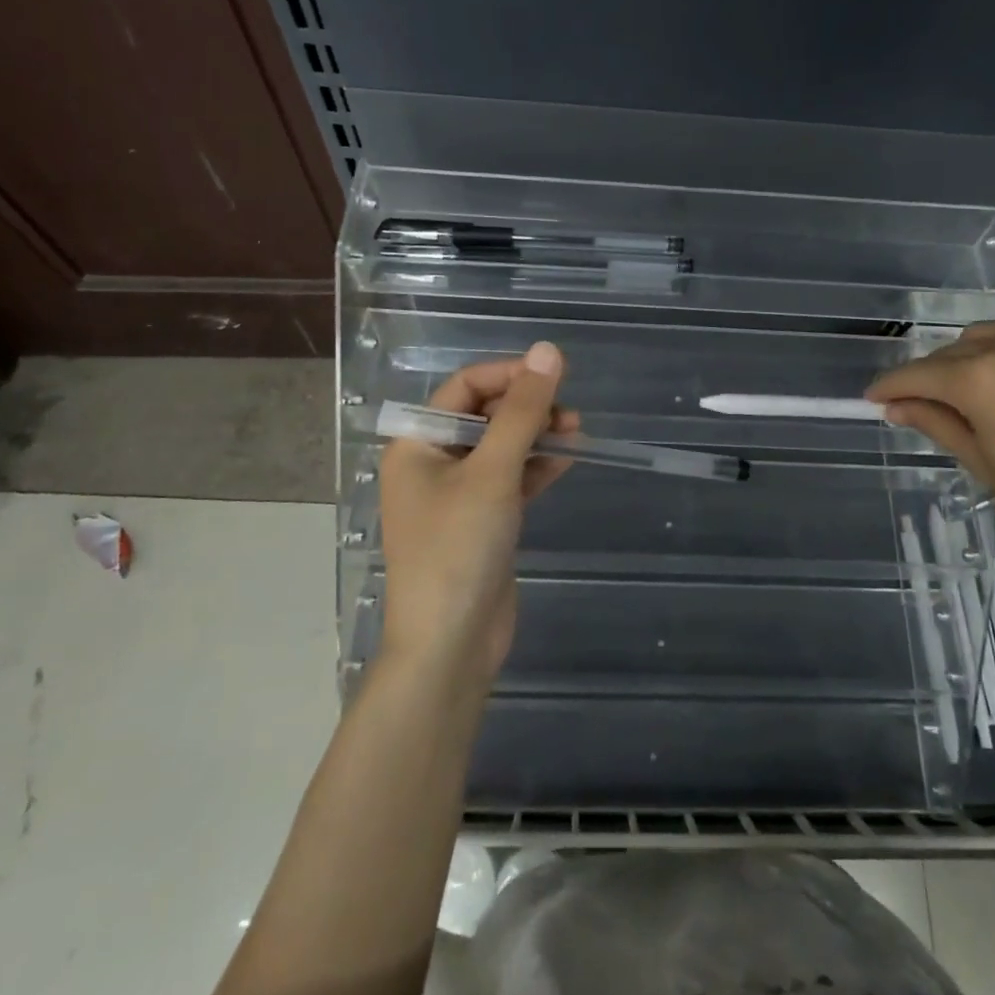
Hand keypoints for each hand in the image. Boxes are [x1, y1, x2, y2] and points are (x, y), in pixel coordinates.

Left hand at [378, 342, 576, 686]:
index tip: (553, 376)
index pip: (464, 388)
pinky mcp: (481, 523)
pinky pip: (510, 480)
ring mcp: (457, 496)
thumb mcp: (493, 472)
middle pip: (483, 416)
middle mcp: (433, 464)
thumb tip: (547, 351)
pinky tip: (566, 459)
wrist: (450, 644)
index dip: (509, 376)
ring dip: (536, 436)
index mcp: (418, 444)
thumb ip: (522, 411)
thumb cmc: (458, 548)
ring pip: (501, 448)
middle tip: (570, 414)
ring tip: (577, 433)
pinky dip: (536, 467)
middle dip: (527, 408)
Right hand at [866, 314, 994, 575]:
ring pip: (992, 333)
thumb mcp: (981, 461)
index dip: (891, 386)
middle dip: (934, 375)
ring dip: (974, 355)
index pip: (918, 374)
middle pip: (953, 351)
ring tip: (980, 385)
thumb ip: (934, 423)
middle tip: (929, 401)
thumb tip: (895, 406)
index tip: (874, 396)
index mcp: (980, 380)